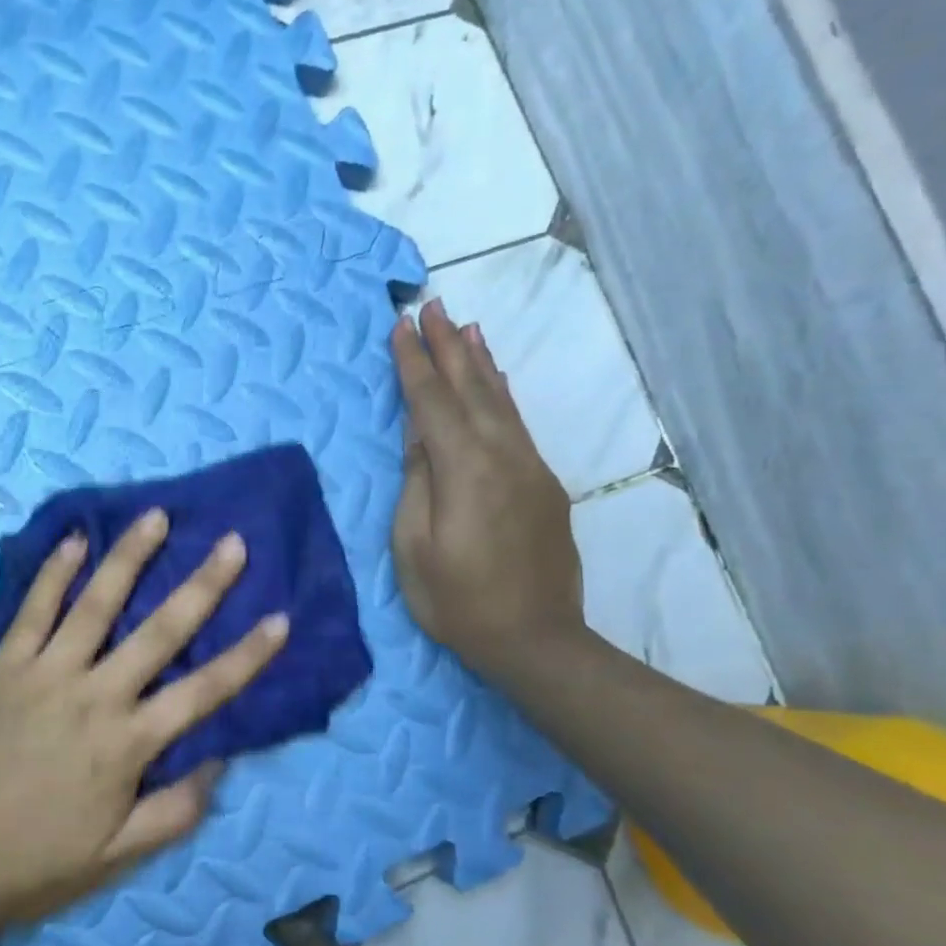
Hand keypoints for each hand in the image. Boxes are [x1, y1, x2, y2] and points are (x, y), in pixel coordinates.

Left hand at [0, 509, 289, 937]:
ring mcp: (45, 674)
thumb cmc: (33, 863)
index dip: (247, 656)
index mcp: (128, 744)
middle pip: (160, 632)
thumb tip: (220, 761)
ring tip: (156, 516)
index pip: (204, 692)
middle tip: (232, 543)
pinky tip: (74, 540)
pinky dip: (53, 573)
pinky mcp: (2, 667)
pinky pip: (32, 611)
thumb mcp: (115, 858)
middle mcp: (94, 696)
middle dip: (202, 585)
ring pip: (96, 604)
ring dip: (129, 558)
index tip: (280, 618)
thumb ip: (174, 811)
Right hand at [390, 299, 586, 681]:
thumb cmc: (458, 601)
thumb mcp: (414, 547)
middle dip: (449, 345)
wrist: (537, 640)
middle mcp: (503, 455)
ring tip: (467, 327)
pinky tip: (495, 382)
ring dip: (481, 361)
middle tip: (432, 306)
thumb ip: (417, 483)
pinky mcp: (545, 484)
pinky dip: (501, 394)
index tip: (401, 325)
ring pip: (501, 401)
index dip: (414, 363)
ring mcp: (530, 468)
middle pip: (472, 388)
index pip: (432, 402)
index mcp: (465, 469)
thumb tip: (419, 435)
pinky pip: (517, 424)